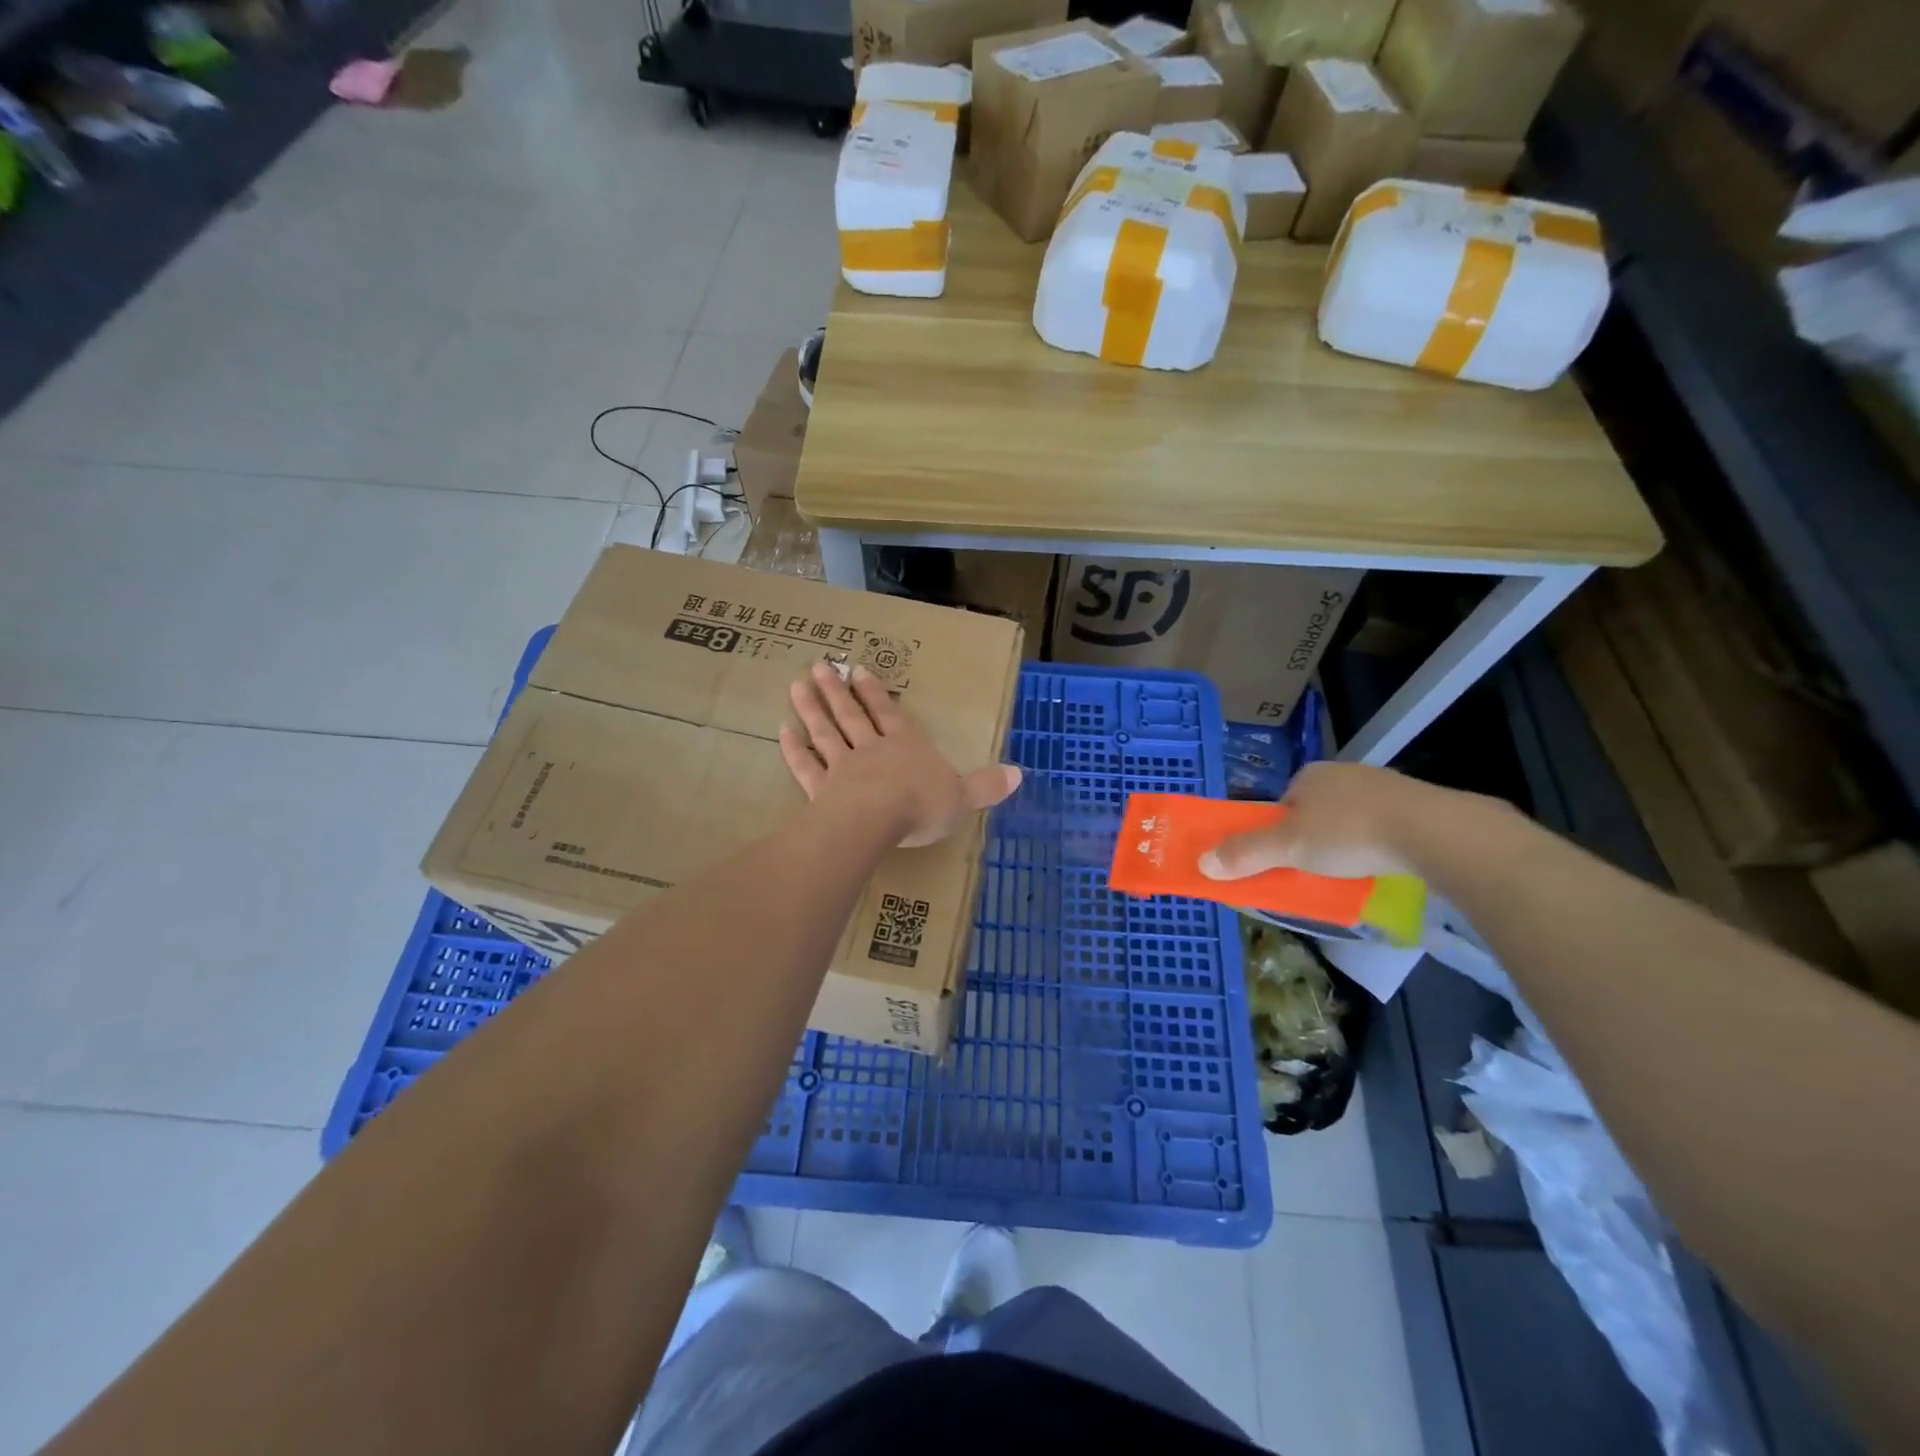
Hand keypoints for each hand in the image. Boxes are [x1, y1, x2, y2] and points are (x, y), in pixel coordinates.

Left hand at [779, 661, 1021, 848]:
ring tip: (797, 685)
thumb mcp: (964, 798)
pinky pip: (806, 766)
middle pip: (852, 716)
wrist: (877, 820)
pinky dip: (794, 750)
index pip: (889, 714)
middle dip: (836, 691)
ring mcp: (843, 767)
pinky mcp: (821, 789)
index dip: (874, 693)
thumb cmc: (923, 806)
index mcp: (907, 747)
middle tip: (819, 667)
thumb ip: (986, 786)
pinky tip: (783, 733)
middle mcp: (872, 749)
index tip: (857, 670)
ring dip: (812, 709)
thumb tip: (1020, 774)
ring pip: (825, 733)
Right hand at [1198, 761, 1452, 881]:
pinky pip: (1386, 824)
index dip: (1278, 830)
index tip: (1284, 857)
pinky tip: (1385, 861)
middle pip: (1316, 810)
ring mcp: (1384, 785)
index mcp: (1310, 775)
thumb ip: (1246, 854)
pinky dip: (1379, 842)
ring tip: (1352, 869)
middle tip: (1316, 867)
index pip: (1283, 803)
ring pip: (1353, 816)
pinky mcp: (1418, 803)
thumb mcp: (1288, 848)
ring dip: (1348, 840)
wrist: (1433, 832)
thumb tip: (1202, 864)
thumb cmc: (1349, 834)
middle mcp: (1344, 772)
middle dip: (1314, 836)